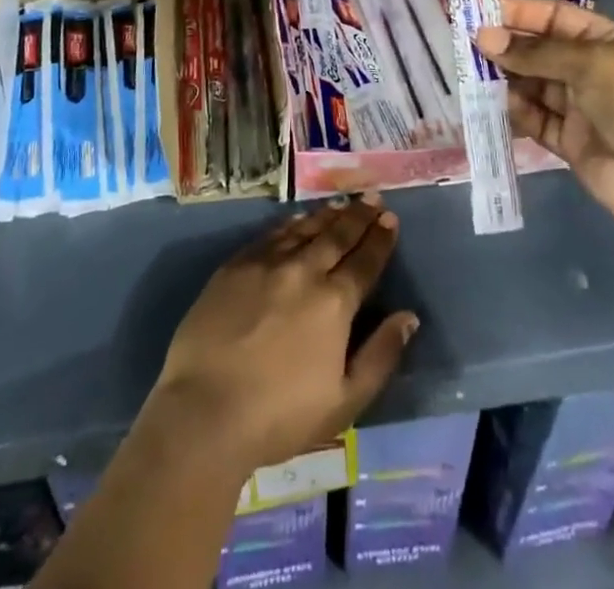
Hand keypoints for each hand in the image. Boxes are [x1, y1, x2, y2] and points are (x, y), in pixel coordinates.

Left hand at [148, 198, 418, 474]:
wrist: (205, 410)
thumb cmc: (280, 416)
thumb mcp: (344, 401)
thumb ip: (380, 356)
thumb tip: (408, 317)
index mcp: (334, 302)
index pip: (364, 261)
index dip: (380, 239)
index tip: (390, 219)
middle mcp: (304, 271)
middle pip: (337, 236)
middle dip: (358, 216)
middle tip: (372, 198)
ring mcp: (267, 263)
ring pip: (305, 229)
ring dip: (327, 215)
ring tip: (342, 203)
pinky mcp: (236, 265)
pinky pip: (272, 234)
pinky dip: (291, 223)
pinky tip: (298, 219)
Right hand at [478, 0, 613, 231]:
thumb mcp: (590, 64)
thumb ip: (536, 52)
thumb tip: (485, 38)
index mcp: (605, 40)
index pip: (554, 16)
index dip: (518, 12)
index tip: (478, 11)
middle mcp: (590, 68)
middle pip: (538, 49)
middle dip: (505, 45)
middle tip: (465, 43)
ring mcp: (578, 105)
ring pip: (531, 83)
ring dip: (505, 77)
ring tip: (473, 73)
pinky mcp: (567, 139)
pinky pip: (533, 117)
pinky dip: (514, 110)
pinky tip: (494, 104)